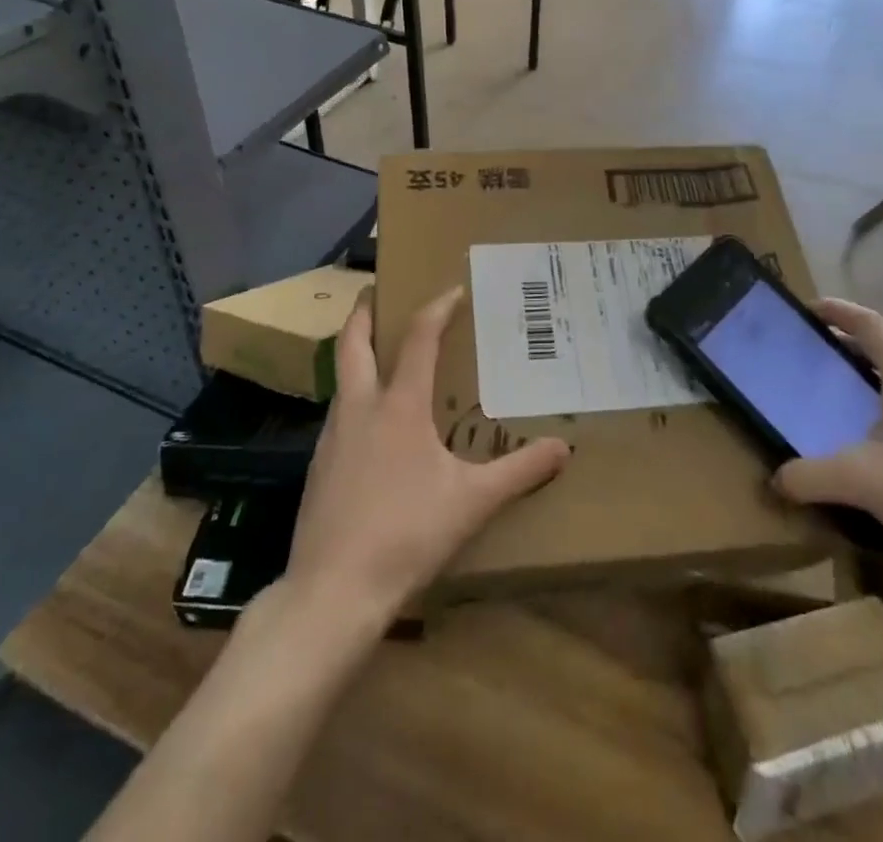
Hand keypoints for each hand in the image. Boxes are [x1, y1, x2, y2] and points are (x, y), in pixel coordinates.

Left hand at [283, 286, 569, 624]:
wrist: (332, 592)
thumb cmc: (406, 534)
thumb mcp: (472, 502)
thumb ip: (520, 472)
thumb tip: (563, 449)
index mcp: (399, 405)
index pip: (418, 338)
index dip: (436, 308)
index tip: (452, 289)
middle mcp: (360, 409)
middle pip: (352, 343)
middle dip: (363, 312)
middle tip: (375, 292)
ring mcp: (332, 438)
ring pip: (341, 378)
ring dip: (356, 355)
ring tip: (380, 357)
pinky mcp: (318, 468)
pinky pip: (338, 415)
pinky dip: (353, 398)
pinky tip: (371, 427)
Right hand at [773, 300, 882, 573]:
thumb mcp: (857, 480)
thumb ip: (809, 476)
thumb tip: (777, 481)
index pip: (870, 324)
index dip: (838, 311)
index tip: (809, 310)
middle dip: (851, 344)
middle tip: (817, 352)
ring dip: (873, 376)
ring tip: (843, 392)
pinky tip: (878, 437)